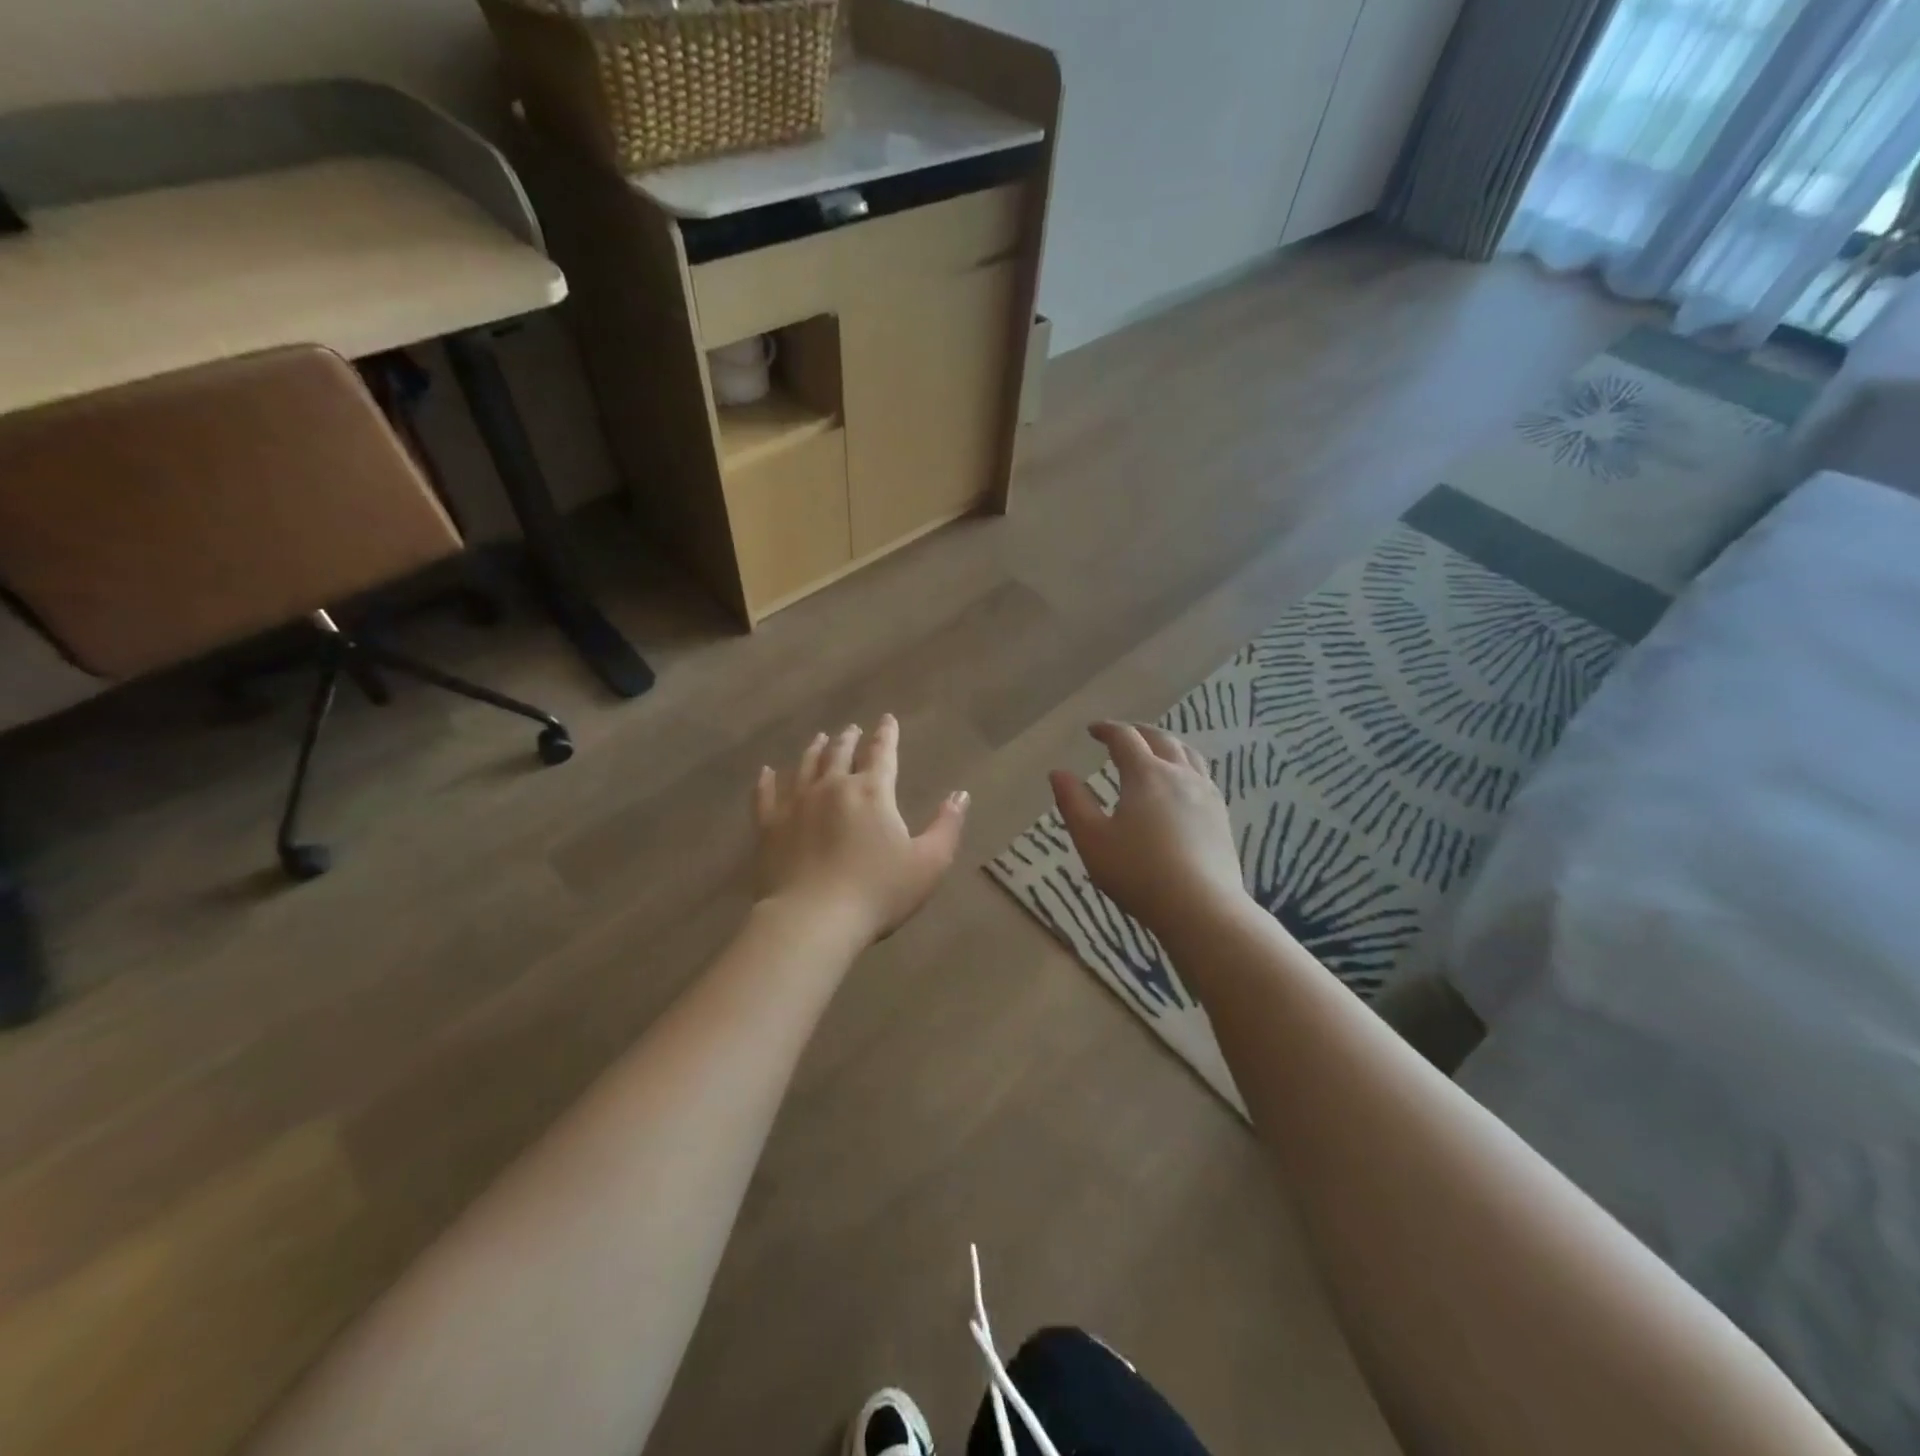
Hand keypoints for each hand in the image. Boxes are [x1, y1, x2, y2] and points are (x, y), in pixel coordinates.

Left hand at [755, 715, 968, 945]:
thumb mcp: (929, 863)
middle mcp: (832, 787)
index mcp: (872, 792)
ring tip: (819, 738)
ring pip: (805, 766)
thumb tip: (960, 795)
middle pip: (840, 753)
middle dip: (849, 739)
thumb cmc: (878, 892)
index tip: (887, 719)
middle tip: (851, 729)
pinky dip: (767, 780)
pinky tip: (766, 772)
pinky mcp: (768, 826)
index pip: (882, 753)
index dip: (887, 735)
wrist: (813, 920)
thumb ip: (947, 826)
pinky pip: (765, 794)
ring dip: (815, 750)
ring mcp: (796, 804)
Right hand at [1050, 722, 1246, 937]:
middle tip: (1120, 736)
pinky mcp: (1221, 815)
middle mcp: (1179, 774)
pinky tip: (1180, 785)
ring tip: (1153, 752)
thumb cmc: (1138, 873)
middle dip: (1137, 732)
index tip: (1092, 730)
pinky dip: (1184, 766)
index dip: (1107, 729)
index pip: (1125, 738)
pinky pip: (1202, 775)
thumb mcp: (1092, 840)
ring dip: (1165, 744)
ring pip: (1187, 754)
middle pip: (1160, 739)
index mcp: (1146, 774)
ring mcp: (1206, 793)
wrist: (1202, 908)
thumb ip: (1073, 802)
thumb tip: (1058, 773)